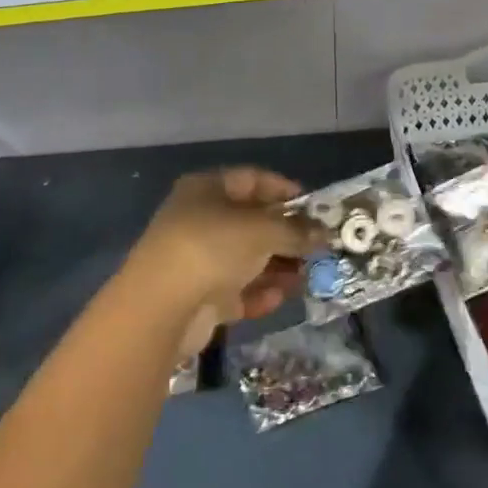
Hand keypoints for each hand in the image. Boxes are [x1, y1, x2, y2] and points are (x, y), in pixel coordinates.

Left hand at [122, 167, 319, 354]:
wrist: (162, 308)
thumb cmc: (213, 247)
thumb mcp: (262, 230)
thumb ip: (296, 231)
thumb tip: (325, 232)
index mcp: (206, 190)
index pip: (251, 179)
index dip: (284, 189)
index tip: (314, 206)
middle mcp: (199, 220)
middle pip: (251, 222)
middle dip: (286, 235)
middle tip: (319, 247)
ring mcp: (197, 260)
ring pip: (246, 259)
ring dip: (278, 267)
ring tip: (309, 277)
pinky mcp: (199, 296)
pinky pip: (237, 290)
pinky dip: (259, 293)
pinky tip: (281, 297)